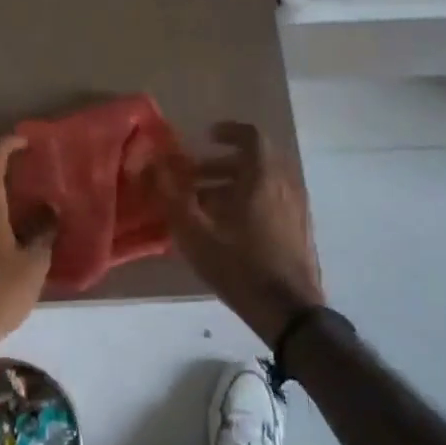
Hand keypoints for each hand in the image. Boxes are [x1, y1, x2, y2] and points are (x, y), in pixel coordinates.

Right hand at [155, 121, 322, 344]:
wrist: (289, 312)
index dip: (227, 132)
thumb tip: (147, 164)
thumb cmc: (239, 266)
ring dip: (231, 186)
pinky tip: (223, 229)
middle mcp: (284, 186)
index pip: (251, 136)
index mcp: (263, 178)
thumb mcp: (195, 232)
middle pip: (254, 161)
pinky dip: (247, 202)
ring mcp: (295, 209)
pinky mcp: (297, 231)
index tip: (205, 137)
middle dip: (220, 164)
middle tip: (192, 176)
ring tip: (201, 205)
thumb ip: (169, 194)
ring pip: (261, 184)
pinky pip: (270, 202)